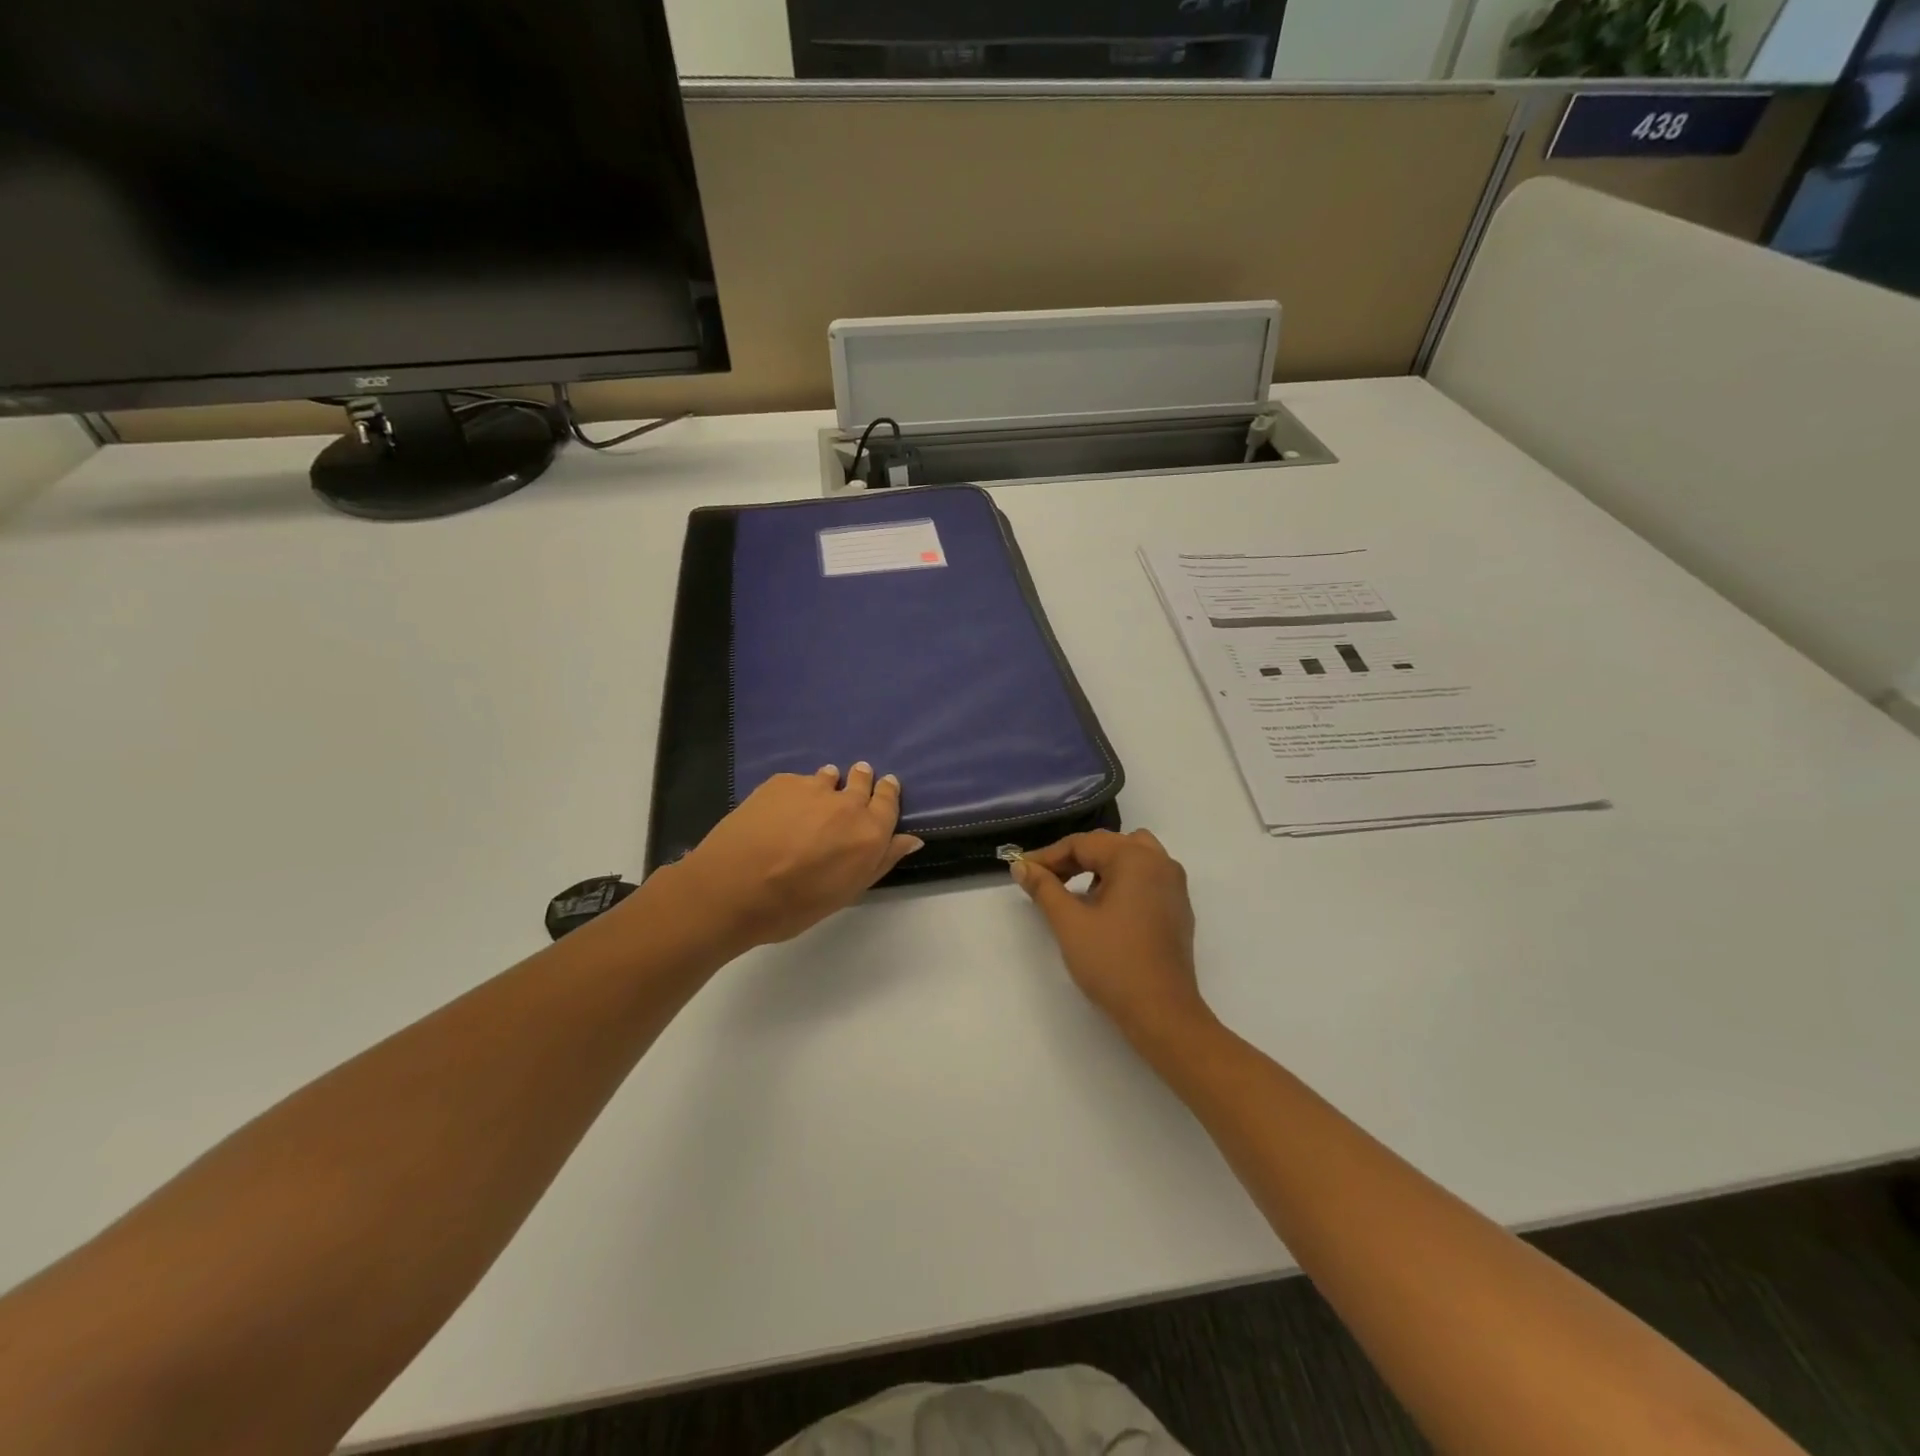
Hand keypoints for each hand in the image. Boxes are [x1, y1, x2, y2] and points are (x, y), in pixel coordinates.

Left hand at [666, 764, 922, 952]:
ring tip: (818, 796)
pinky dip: (797, 791)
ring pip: (829, 777)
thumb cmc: (794, 905)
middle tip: (857, 781)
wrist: (733, 888)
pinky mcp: (782, 782)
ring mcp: (813, 788)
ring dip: (830, 783)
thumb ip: (881, 861)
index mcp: (870, 833)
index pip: (889, 802)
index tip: (886, 785)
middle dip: (862, 780)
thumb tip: (911, 839)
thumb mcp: (846, 892)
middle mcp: (847, 803)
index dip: (888, 793)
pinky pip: (798, 781)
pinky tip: (782, 809)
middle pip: (862, 781)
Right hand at [1012, 829, 1213, 1048]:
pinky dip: (1122, 881)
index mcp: (1135, 858)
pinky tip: (1105, 908)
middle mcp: (1160, 862)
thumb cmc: (1113, 963)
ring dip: (1101, 866)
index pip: (1083, 843)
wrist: (1162, 1012)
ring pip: (1131, 858)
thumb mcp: (1069, 922)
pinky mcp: (1178, 908)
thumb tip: (1021, 865)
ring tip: (1076, 891)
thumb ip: (1044, 888)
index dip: (1049, 856)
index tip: (1022, 871)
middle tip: (1045, 879)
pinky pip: (1146, 878)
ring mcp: (1174, 886)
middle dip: (1074, 859)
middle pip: (1109, 845)